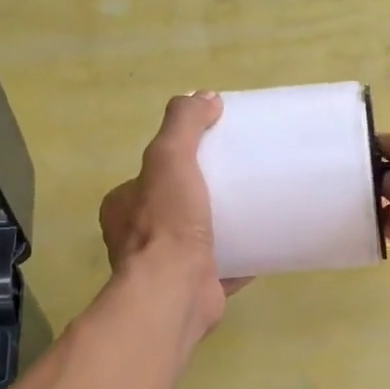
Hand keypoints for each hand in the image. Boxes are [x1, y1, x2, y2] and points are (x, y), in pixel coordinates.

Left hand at [99, 93, 246, 340]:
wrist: (175, 292)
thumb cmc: (166, 223)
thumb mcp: (169, 158)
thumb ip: (183, 125)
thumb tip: (205, 97)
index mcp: (124, 208)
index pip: (149, 176)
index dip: (176, 162)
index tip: (210, 154)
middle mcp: (138, 239)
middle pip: (175, 207)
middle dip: (202, 195)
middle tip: (238, 180)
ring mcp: (166, 268)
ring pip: (197, 239)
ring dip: (221, 227)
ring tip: (255, 209)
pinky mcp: (196, 289)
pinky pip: (223, 268)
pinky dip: (242, 258)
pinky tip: (265, 245)